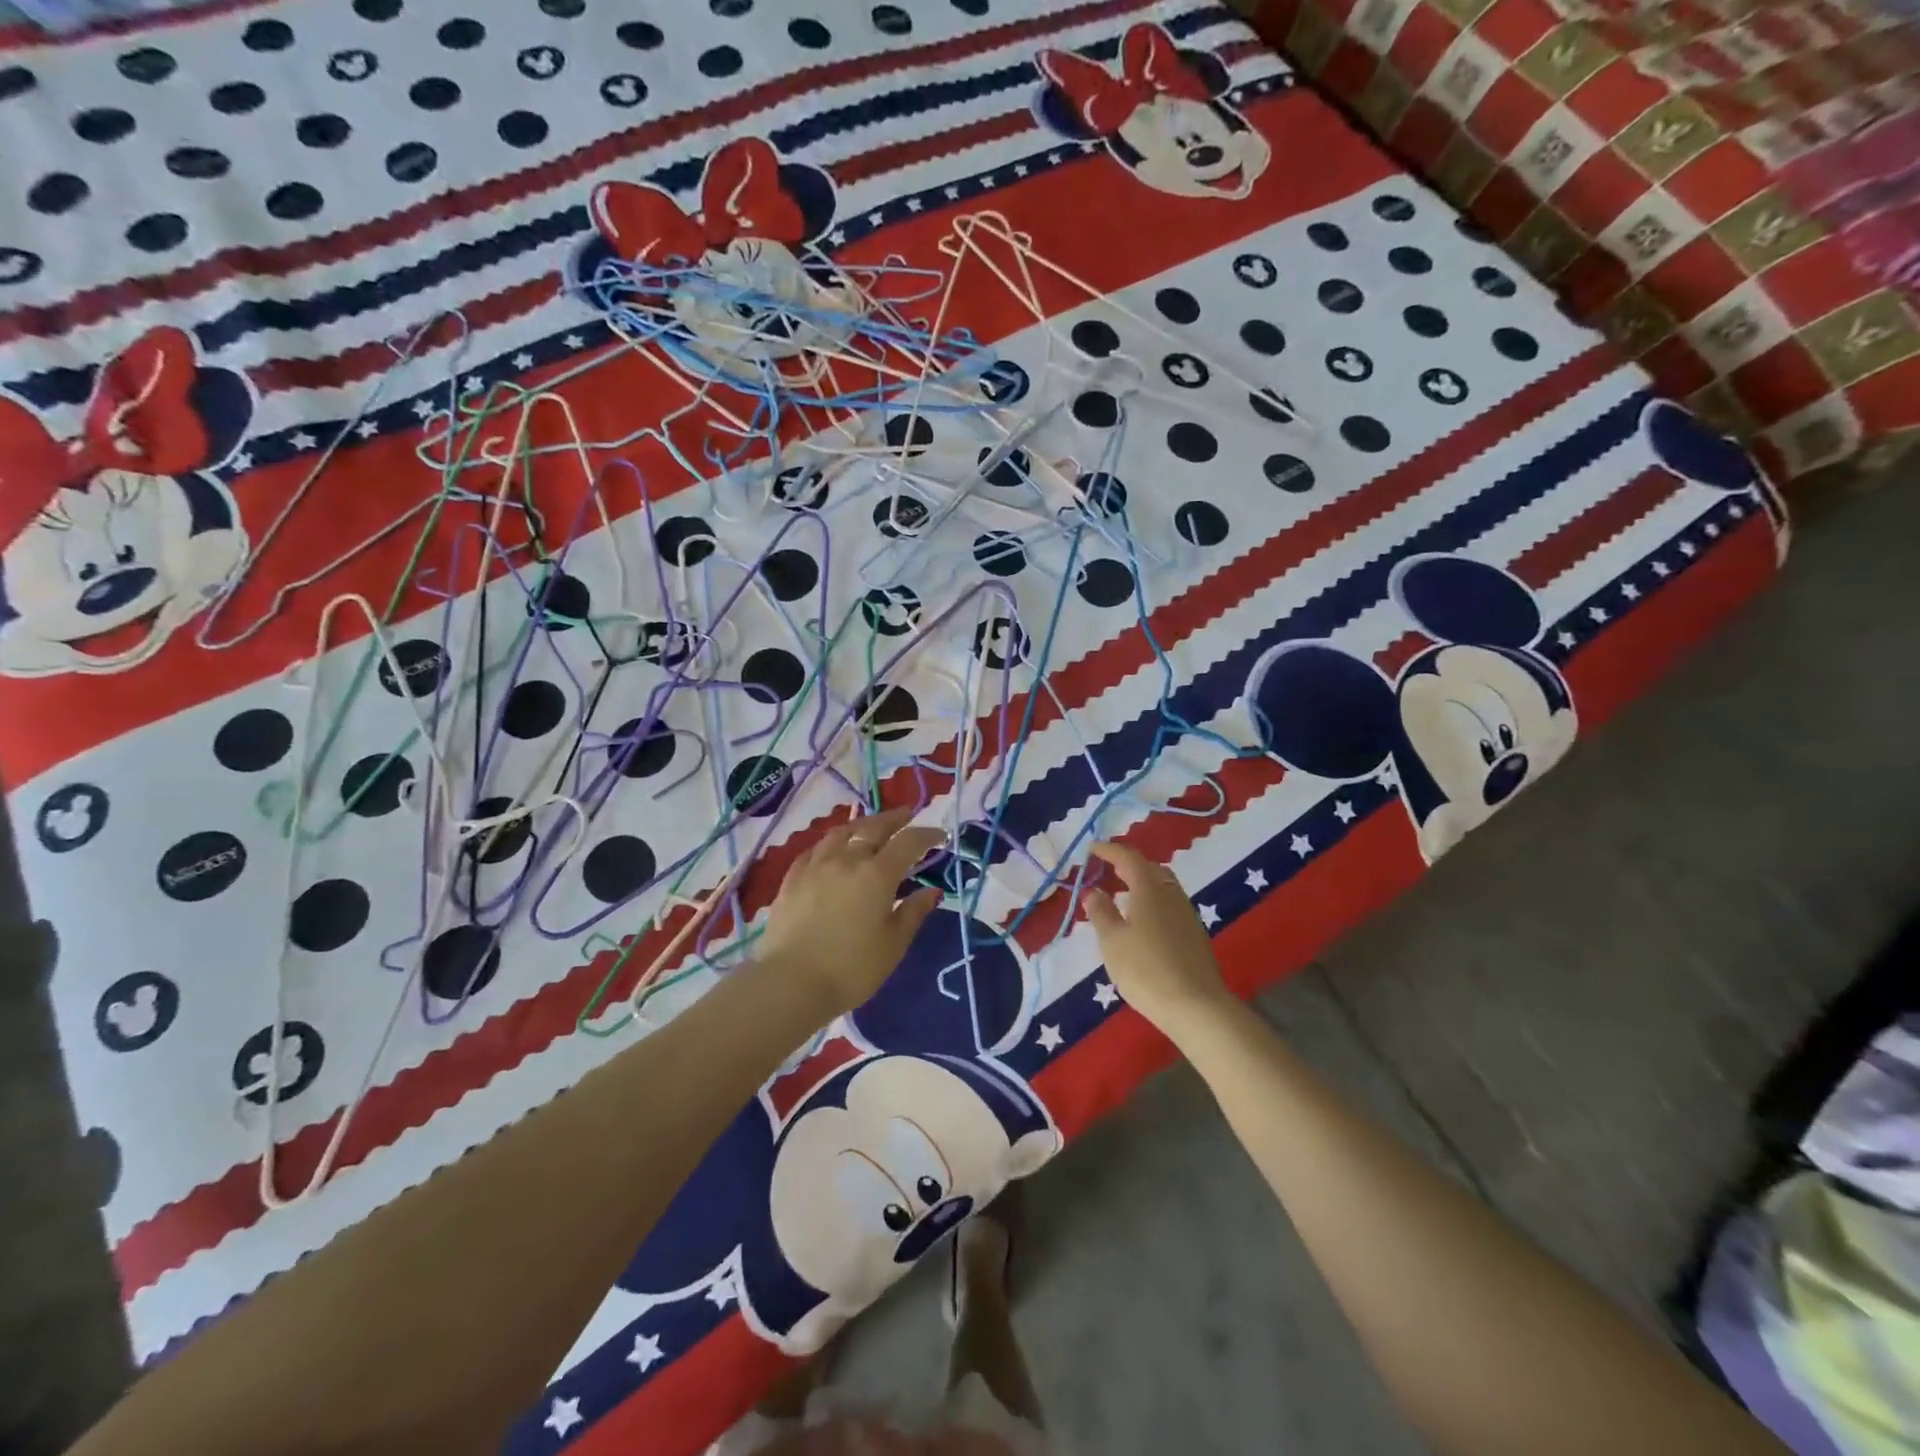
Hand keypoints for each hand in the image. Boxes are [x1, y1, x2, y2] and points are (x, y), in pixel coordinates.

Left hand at [759, 807, 944, 1019]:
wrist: (791, 982)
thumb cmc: (852, 968)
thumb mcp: (893, 944)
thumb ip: (913, 912)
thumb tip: (932, 891)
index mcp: (878, 874)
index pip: (908, 842)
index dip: (927, 835)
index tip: (940, 835)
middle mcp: (847, 860)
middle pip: (874, 828)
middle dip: (895, 819)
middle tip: (908, 814)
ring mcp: (816, 866)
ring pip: (842, 833)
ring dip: (861, 825)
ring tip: (870, 826)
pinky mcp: (792, 879)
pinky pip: (815, 849)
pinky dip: (831, 843)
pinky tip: (832, 849)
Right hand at [1084, 842, 1233, 1037]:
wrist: (1196, 1006)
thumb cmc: (1146, 969)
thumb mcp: (1112, 941)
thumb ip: (1101, 912)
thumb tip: (1093, 891)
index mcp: (1149, 889)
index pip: (1129, 857)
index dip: (1109, 850)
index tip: (1092, 849)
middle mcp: (1171, 895)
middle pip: (1150, 869)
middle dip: (1128, 865)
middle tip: (1108, 871)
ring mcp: (1187, 915)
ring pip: (1163, 887)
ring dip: (1142, 885)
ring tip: (1122, 897)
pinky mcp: (1195, 935)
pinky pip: (1170, 906)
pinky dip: (1153, 903)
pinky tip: (1142, 923)